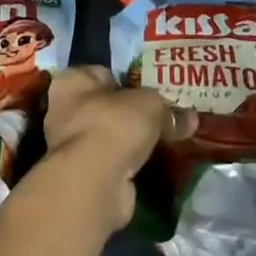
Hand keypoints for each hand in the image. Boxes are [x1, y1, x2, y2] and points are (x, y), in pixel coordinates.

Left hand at [44, 67, 196, 230]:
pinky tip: (150, 164)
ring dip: (129, 141)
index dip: (129, 81)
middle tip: (161, 117)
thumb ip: (169, 110)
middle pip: (106, 106)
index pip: (104, 73)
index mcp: (73, 81)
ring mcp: (71, 146)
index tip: (153, 91)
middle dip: (131, 114)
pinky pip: (111, 162)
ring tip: (161, 141)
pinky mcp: (82, 176)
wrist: (95, 182)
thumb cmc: (114, 125)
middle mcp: (64, 110)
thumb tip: (191, 119)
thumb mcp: (151, 106)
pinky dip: (127, 164)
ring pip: (108, 136)